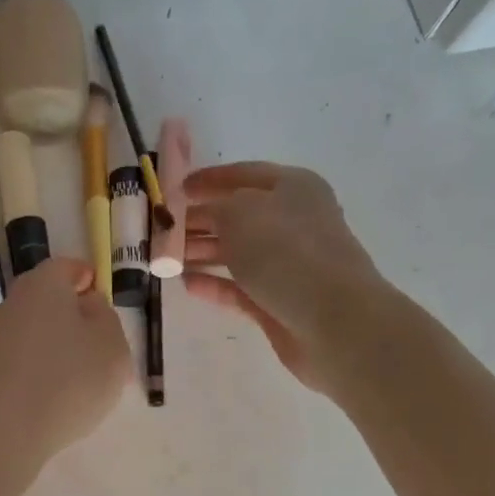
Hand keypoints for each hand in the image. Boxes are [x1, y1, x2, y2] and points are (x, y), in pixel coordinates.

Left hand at [0, 257, 129, 458]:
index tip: (100, 294)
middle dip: (74, 318)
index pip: (66, 268)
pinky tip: (56, 399)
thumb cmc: (68, 380)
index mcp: (43, 285)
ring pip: (35, 334)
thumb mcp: (112, 346)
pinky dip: (40, 372)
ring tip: (83, 381)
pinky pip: (22, 363)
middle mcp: (12, 304)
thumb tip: (88, 306)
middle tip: (100, 345)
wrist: (2, 431)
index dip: (86, 278)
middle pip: (47, 302)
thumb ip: (106, 318)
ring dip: (58, 349)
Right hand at [182, 162, 385, 390]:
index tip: (175, 190)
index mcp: (292, 187)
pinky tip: (187, 284)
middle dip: (199, 221)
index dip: (208, 180)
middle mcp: (291, 222)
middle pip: (237, 216)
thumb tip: (205, 215)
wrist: (332, 320)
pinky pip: (238, 288)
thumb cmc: (287, 253)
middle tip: (162, 230)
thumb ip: (216, 207)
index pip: (243, 175)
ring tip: (166, 259)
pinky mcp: (277, 302)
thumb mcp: (241, 213)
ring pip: (236, 253)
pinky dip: (214, 284)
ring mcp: (286, 265)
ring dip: (202, 253)